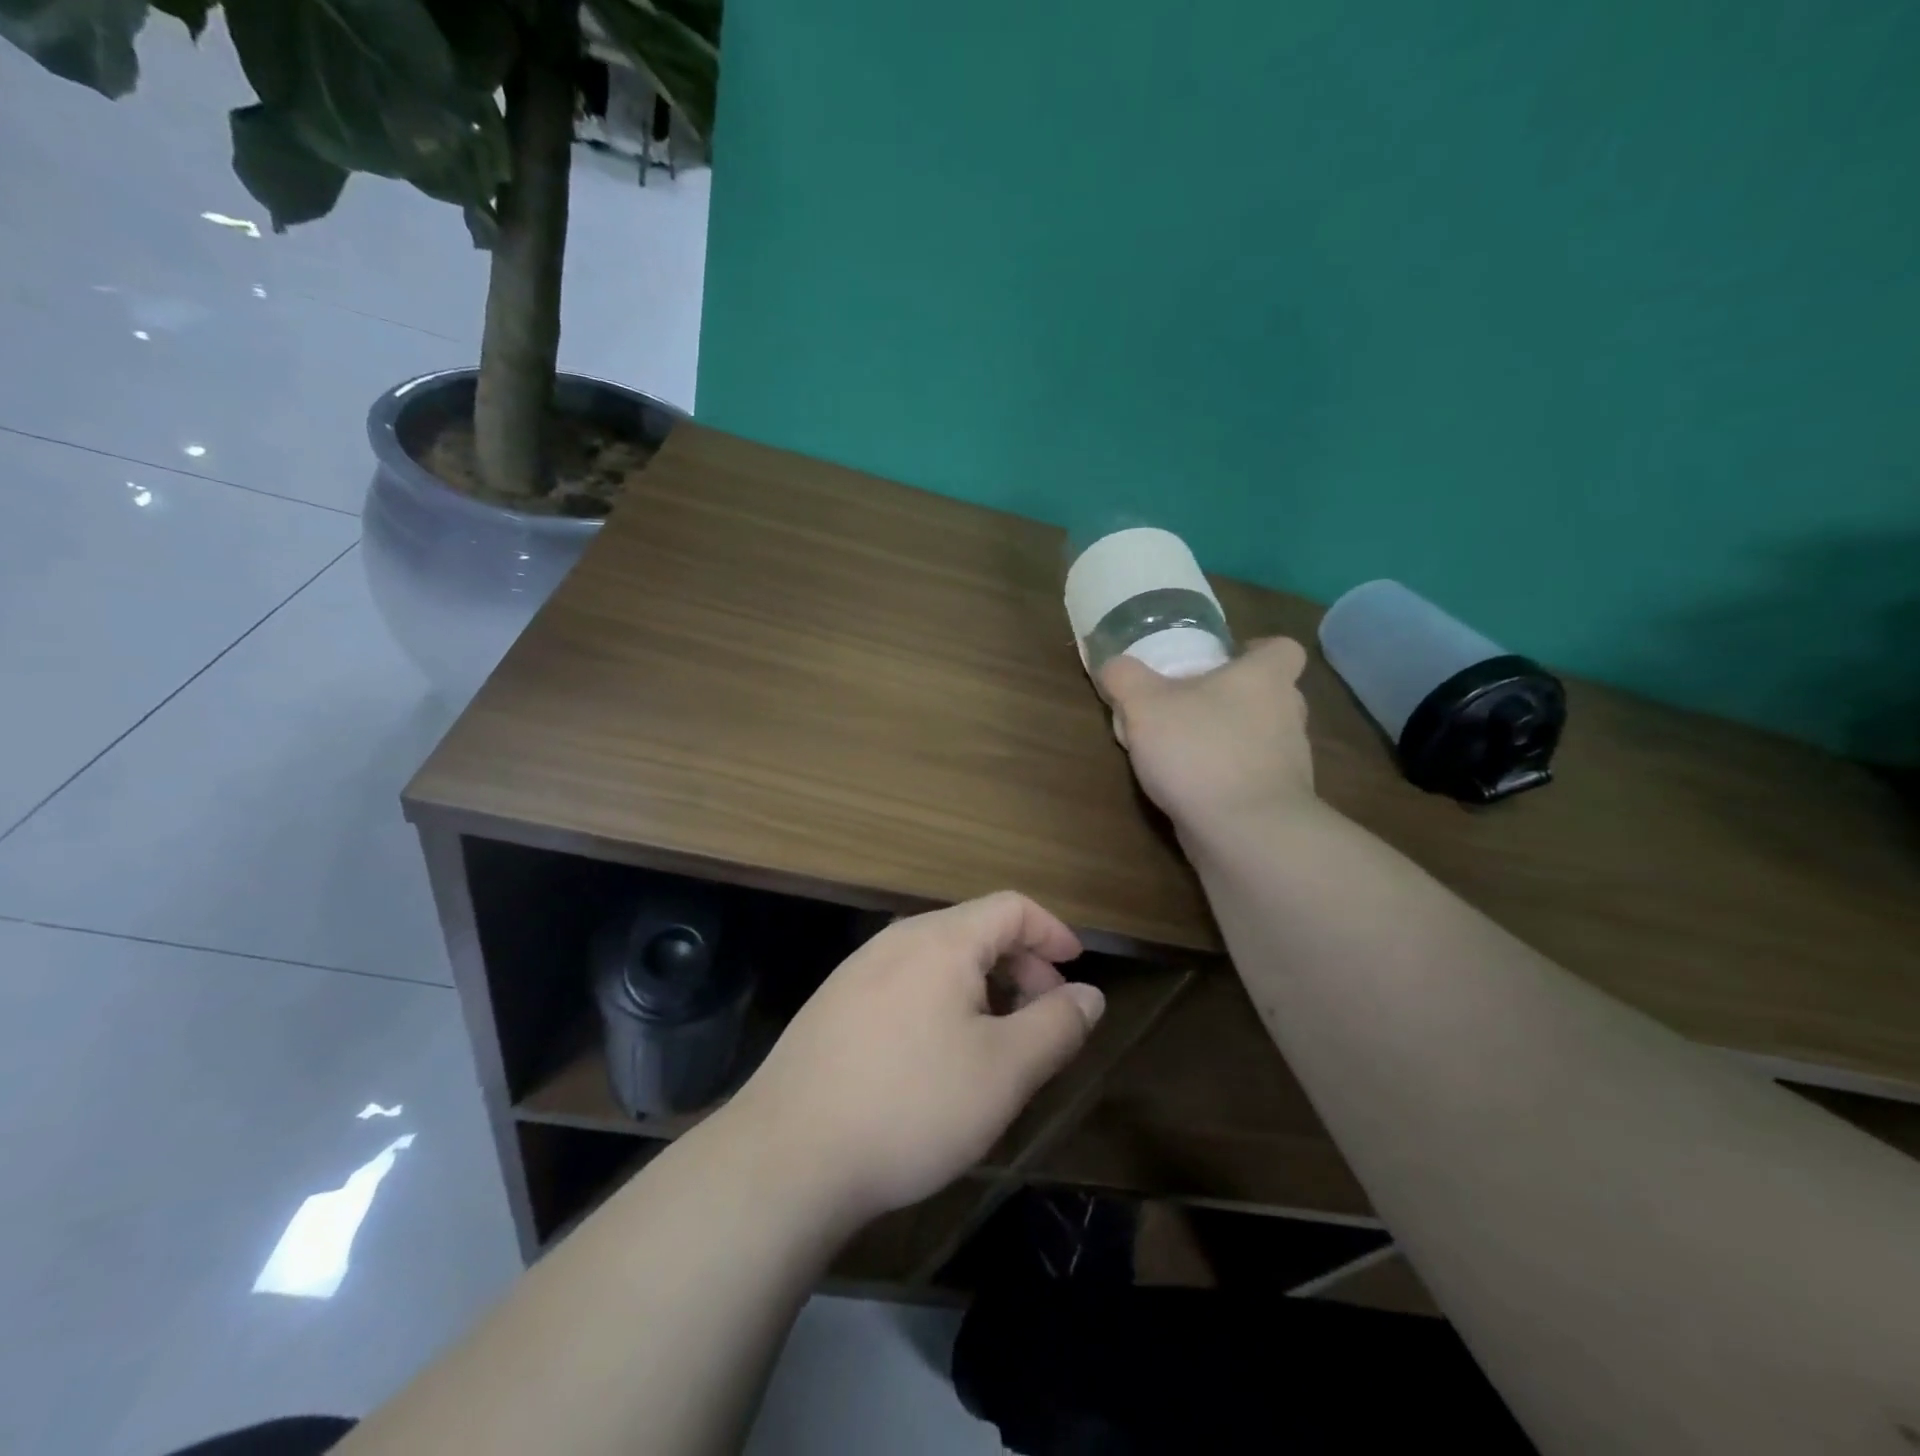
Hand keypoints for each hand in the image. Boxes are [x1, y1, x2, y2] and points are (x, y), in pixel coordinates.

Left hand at [726, 892, 1104, 1229]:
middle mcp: (897, 940)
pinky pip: (905, 984)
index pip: (1011, 908)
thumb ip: (1056, 1026)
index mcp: (941, 940)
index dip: (1052, 932)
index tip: (1077, 968)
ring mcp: (858, 971)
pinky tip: (938, 1057)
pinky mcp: (834, 1005)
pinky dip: (942, 1003)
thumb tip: (1089, 994)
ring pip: (939, 960)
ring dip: (982, 988)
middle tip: (1044, 1019)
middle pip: (975, 931)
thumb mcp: (1004, 1071)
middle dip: (1021, 966)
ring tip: (997, 1043)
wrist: (788, 1154)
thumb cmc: (912, 1104)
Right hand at [1099, 636, 1316, 829]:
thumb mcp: (1144, 705)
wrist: (1244, 832)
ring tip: (1185, 752)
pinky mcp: (1281, 801)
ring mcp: (1290, 761)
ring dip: (1231, 740)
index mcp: (1265, 679)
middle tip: (1192, 705)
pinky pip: (1254, 777)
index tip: (1227, 660)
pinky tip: (1194, 789)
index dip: (1258, 650)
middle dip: (1235, 698)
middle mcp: (1287, 714)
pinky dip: (1230, 778)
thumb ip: (1124, 678)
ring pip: (1263, 738)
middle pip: (1271, 694)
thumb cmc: (1199, 751)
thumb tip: (1113, 664)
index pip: (1284, 649)